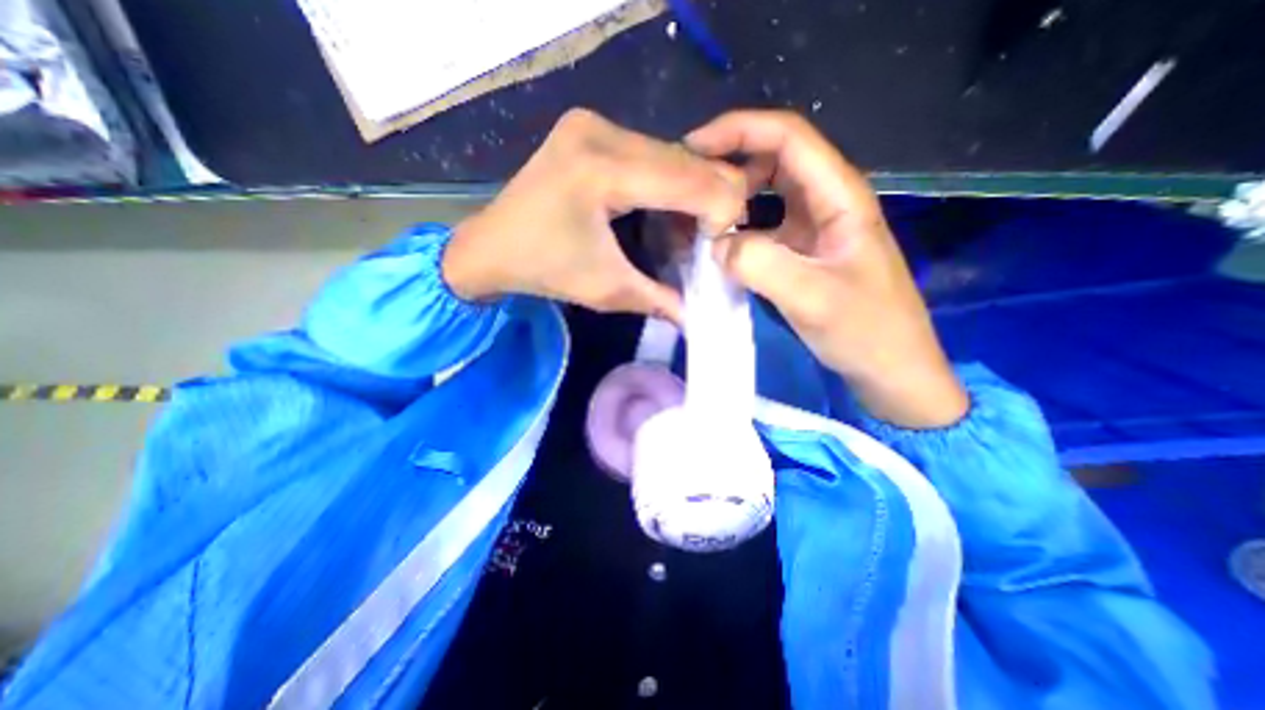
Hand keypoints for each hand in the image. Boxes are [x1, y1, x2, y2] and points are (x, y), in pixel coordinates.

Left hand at [440, 108, 742, 322]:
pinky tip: (664, 213)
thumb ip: (661, 300)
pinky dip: (669, 185)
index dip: (723, 212)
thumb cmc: (543, 270)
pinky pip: (652, 154)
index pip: (694, 179)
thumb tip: (701, 316)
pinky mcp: (592, 129)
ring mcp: (594, 124)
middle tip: (707, 244)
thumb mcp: (606, 290)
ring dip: (691, 195)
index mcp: (602, 170)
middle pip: (690, 160)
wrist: (488, 246)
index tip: (721, 249)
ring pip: (675, 155)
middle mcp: (601, 131)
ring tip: (685, 234)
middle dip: (711, 205)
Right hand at [689, 108, 965, 426]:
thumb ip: (762, 265)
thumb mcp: (814, 299)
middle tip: (687, 187)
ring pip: (764, 194)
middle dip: (729, 163)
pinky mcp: (800, 252)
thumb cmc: (865, 331)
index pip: (788, 137)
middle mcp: (826, 202)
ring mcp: (812, 228)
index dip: (739, 130)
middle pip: (772, 159)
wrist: (888, 368)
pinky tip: (714, 246)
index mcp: (840, 196)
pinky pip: (761, 227)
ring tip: (694, 215)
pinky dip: (736, 229)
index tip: (693, 147)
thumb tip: (715, 244)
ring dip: (730, 197)